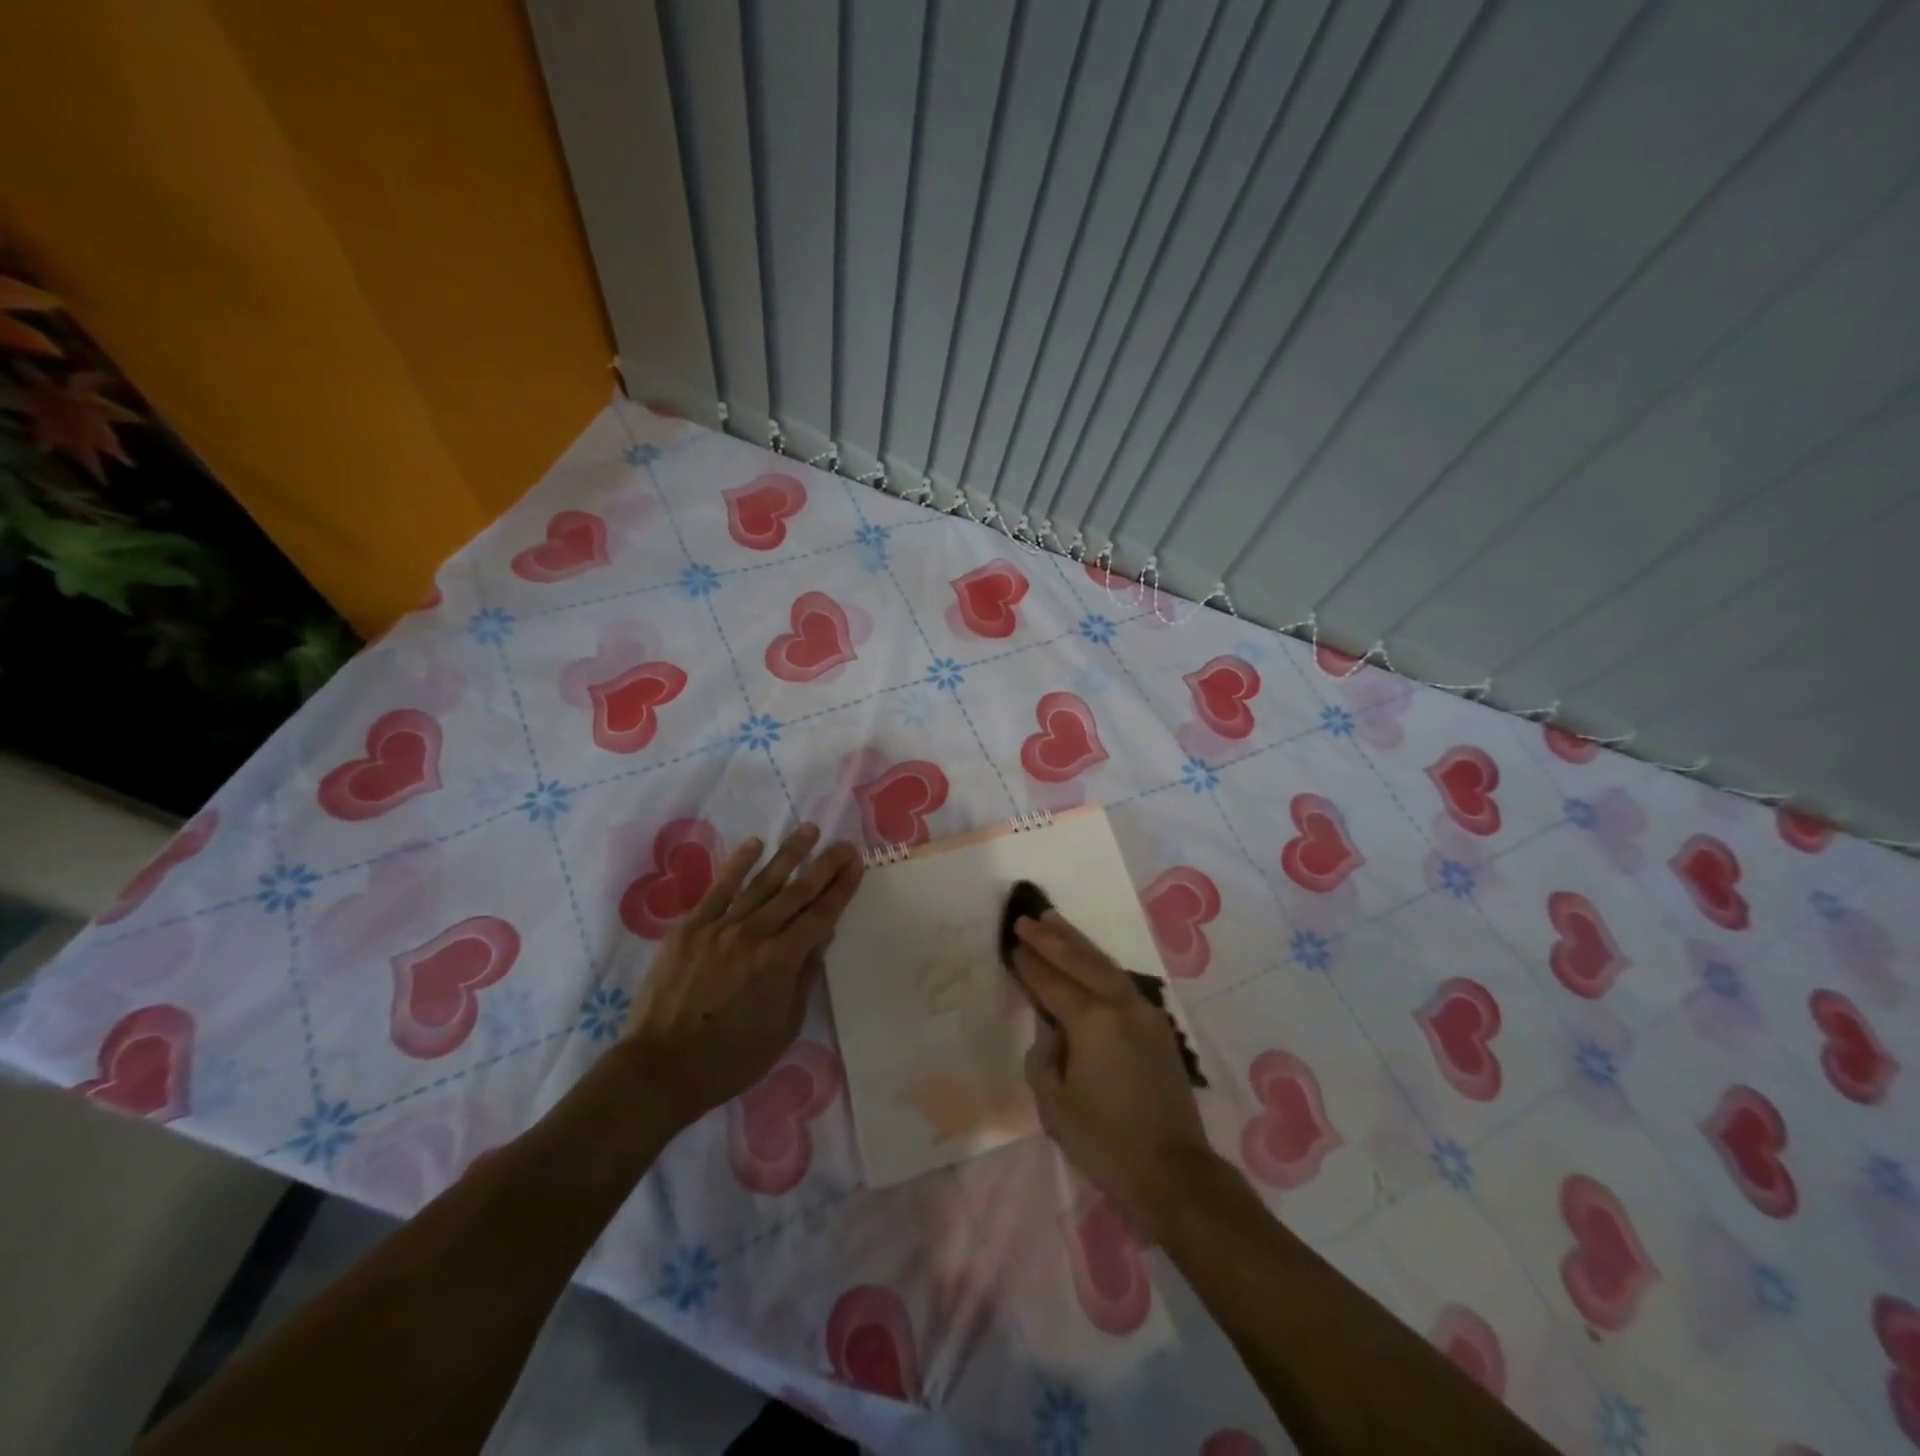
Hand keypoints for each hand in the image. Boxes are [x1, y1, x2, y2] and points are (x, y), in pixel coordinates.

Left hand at [625, 824, 862, 1129]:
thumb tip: (821, 938)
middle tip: (844, 844)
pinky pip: (719, 889)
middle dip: (825, 865)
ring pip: (762, 882)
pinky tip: (755, 844)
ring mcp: (720, 927)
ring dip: (789, 854)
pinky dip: (738, 864)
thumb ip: (804, 977)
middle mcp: (754, 934)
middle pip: (797, 891)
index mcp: (780, 961)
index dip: (842, 888)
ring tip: (808, 830)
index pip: (821, 915)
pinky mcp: (690, 927)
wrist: (661, 1068)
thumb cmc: (731, 1058)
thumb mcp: (784, 1027)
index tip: (857, 864)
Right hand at [1010, 912, 1215, 1236]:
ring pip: (1105, 964)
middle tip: (1027, 919)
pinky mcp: (1158, 1026)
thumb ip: (1044, 1058)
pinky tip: (1089, 960)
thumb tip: (1053, 1034)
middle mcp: (1120, 1005)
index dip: (1029, 964)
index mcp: (1091, 1021)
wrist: (1172, 1171)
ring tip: (1055, 922)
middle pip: (1080, 960)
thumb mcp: (1054, 1105)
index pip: (1051, 982)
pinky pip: (1121, 982)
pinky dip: (1100, 964)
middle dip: (1051, 938)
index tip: (1012, 943)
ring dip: (1078, 942)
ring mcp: (1144, 1012)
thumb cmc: (1105, 1142)